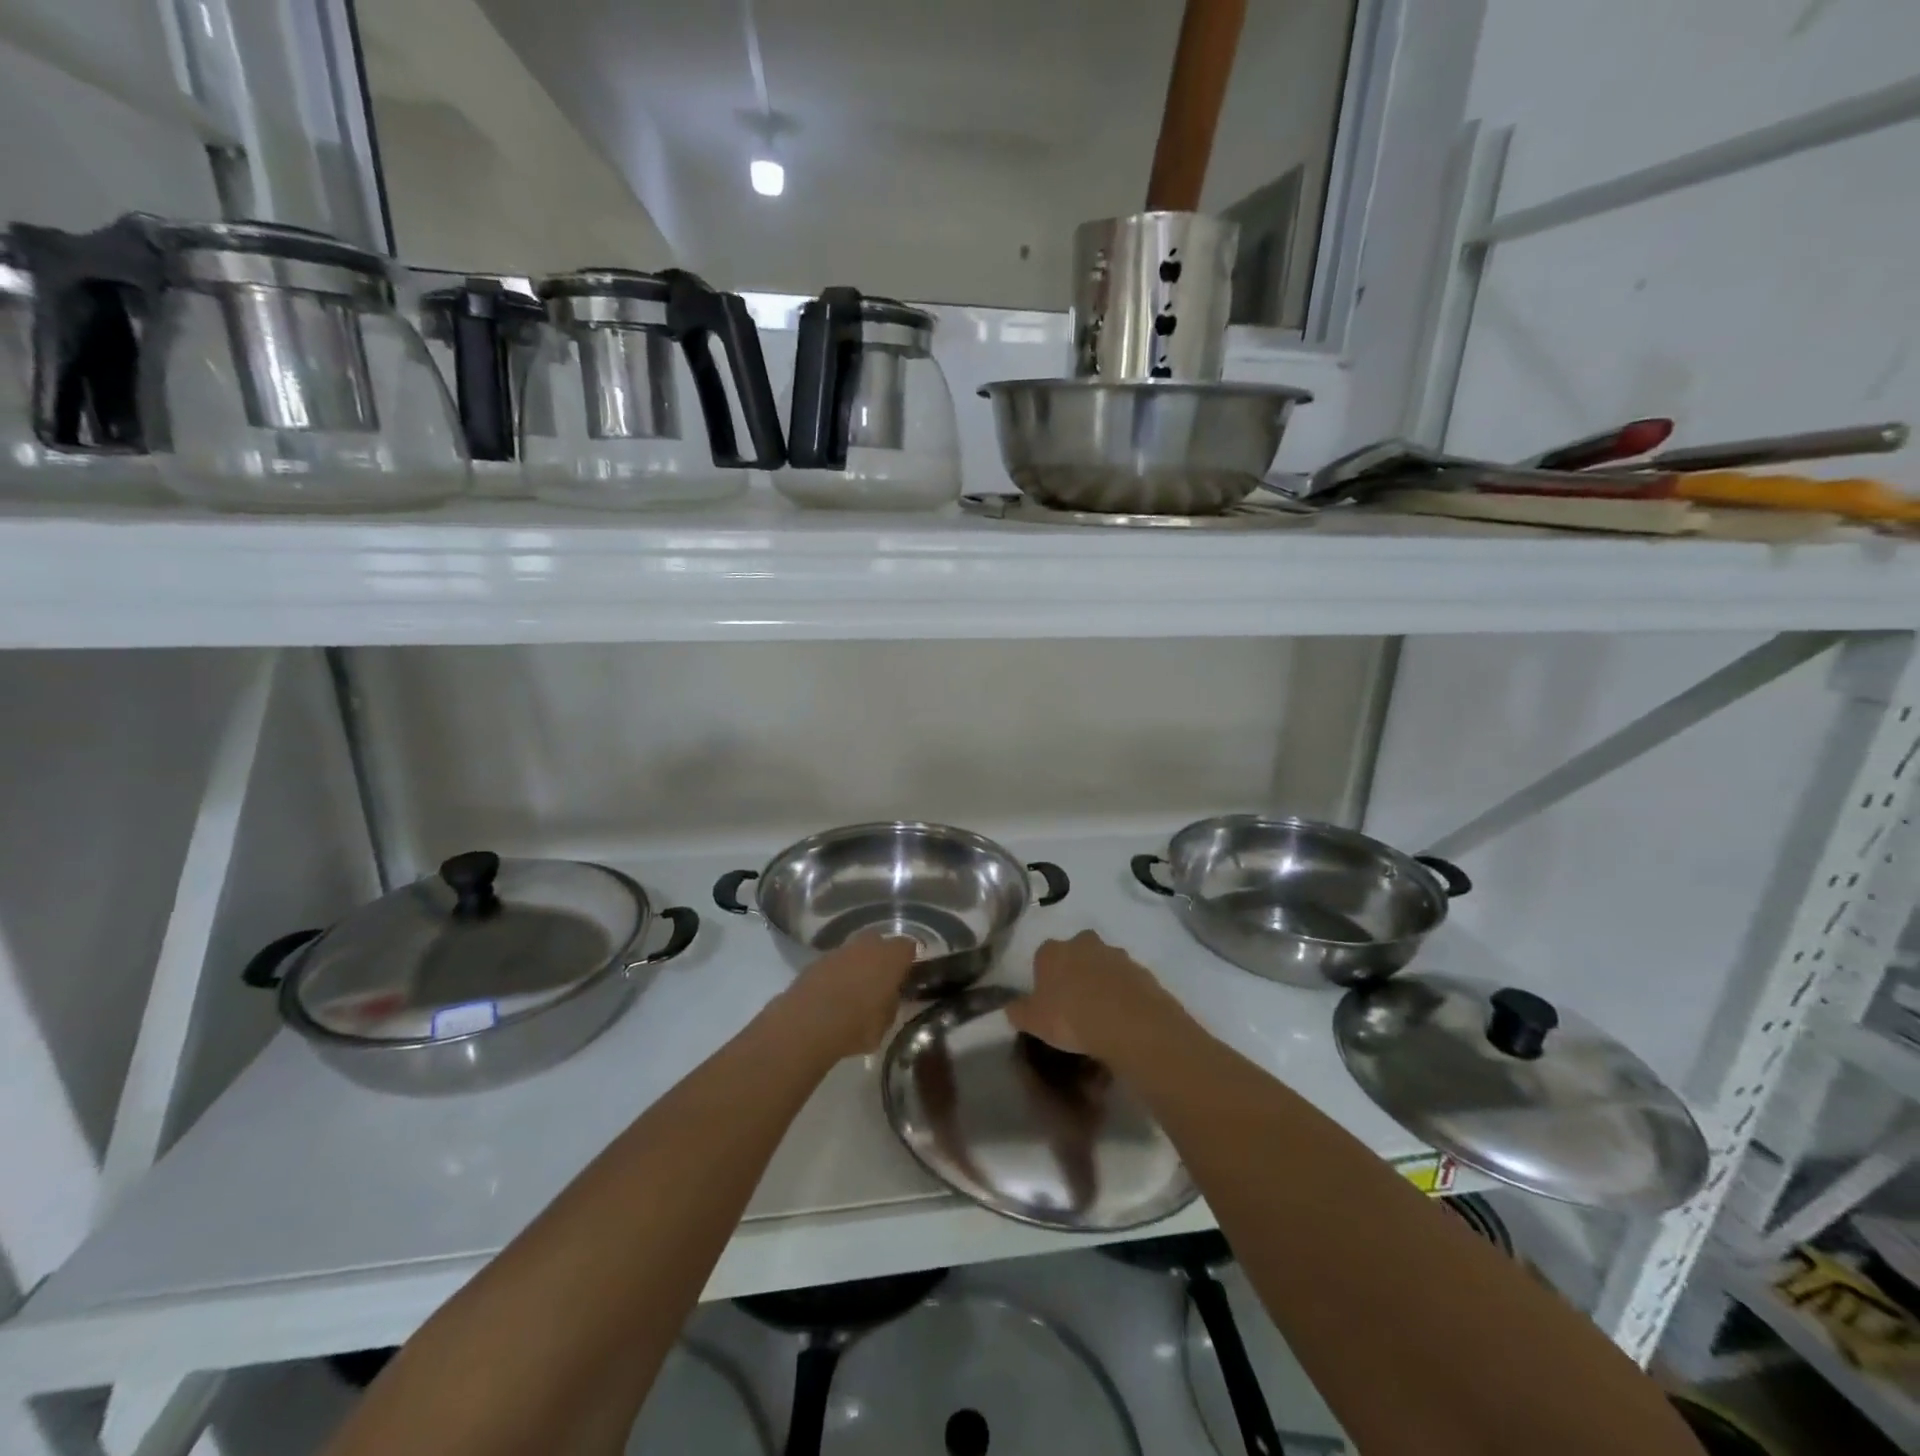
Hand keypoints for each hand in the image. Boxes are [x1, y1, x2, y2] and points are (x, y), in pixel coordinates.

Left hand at [771, 933, 918, 1064]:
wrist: (807, 1024)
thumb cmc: (857, 1024)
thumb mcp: (886, 1023)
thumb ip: (892, 1004)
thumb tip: (890, 998)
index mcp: (891, 957)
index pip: (908, 947)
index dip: (908, 960)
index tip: (906, 975)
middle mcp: (867, 945)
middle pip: (879, 942)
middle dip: (880, 956)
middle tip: (880, 979)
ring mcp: (839, 950)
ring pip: (854, 951)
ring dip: (856, 964)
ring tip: (853, 989)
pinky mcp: (815, 961)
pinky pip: (833, 963)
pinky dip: (835, 974)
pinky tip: (831, 994)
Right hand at [1007, 930, 1180, 1058]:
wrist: (1128, 1023)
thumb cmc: (1071, 1018)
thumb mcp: (1034, 1021)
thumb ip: (1018, 1012)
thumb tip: (1011, 1008)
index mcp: (1053, 951)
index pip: (1043, 957)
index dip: (1045, 979)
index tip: (1049, 1002)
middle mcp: (1083, 943)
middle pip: (1076, 954)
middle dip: (1076, 972)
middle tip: (1076, 1005)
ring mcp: (1116, 954)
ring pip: (1104, 965)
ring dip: (1102, 982)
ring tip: (1103, 1016)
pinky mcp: (1141, 970)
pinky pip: (1127, 981)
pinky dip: (1124, 995)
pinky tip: (1123, 1019)